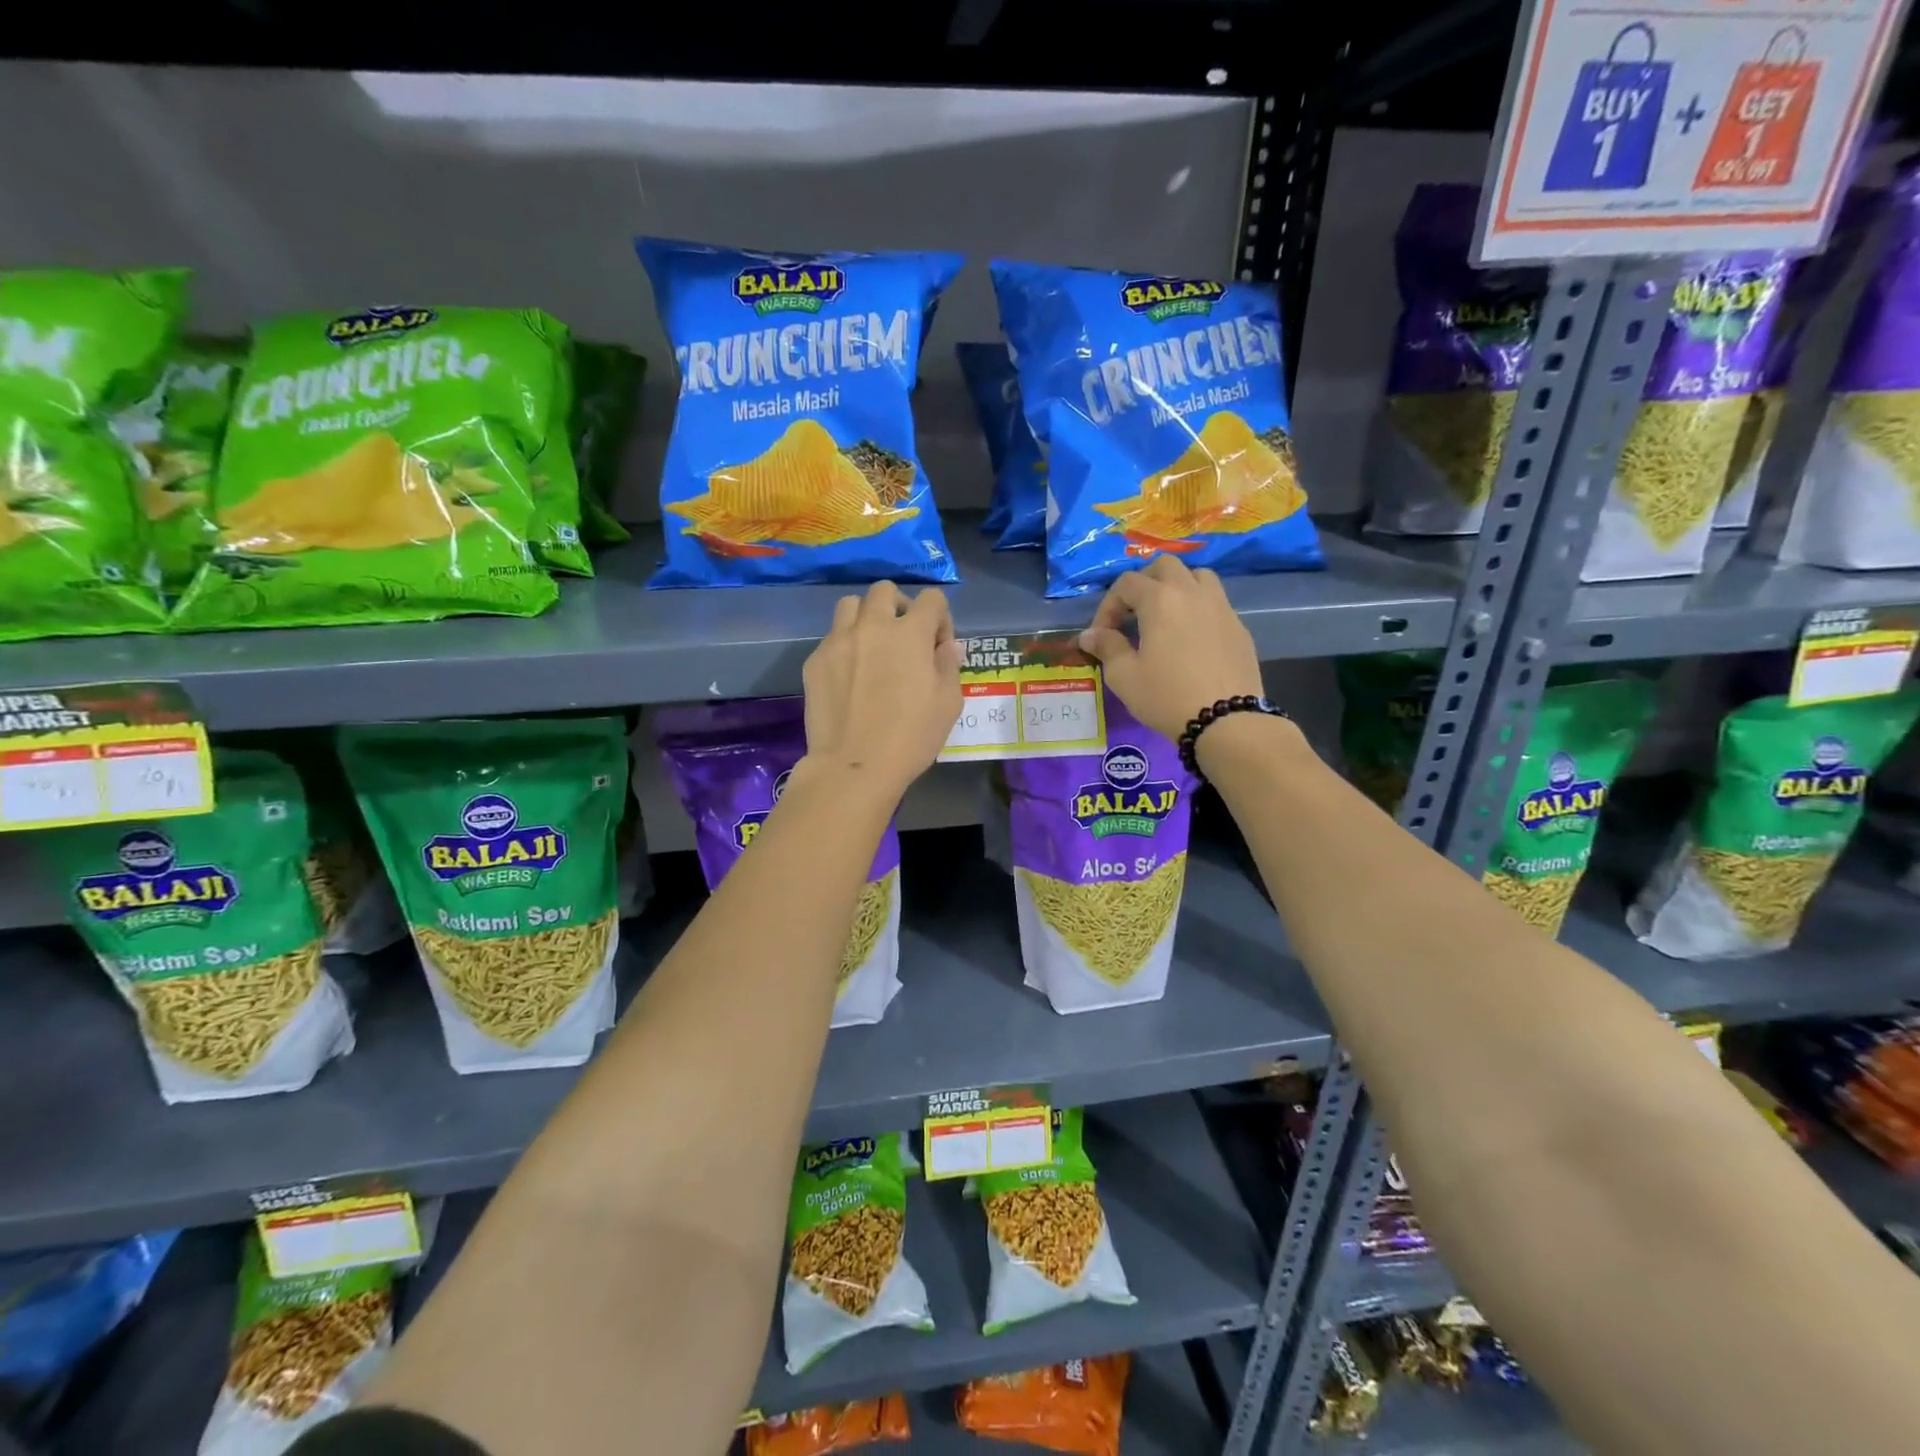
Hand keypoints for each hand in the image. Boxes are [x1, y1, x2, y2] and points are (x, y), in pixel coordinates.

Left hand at [802, 581, 962, 797]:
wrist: (854, 766)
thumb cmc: (911, 737)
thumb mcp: (948, 704)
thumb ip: (949, 666)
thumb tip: (947, 646)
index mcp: (910, 633)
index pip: (931, 599)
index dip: (939, 618)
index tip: (937, 646)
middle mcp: (872, 626)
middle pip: (884, 590)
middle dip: (899, 606)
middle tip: (903, 637)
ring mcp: (838, 641)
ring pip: (850, 605)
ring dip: (866, 617)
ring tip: (871, 646)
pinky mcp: (815, 661)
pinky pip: (831, 638)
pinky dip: (845, 646)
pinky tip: (850, 676)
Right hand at [1078, 557, 1263, 741]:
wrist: (1226, 721)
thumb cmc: (1166, 696)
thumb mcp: (1124, 677)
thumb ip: (1106, 648)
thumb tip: (1089, 635)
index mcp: (1160, 600)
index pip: (1126, 583)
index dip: (1108, 605)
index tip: (1102, 635)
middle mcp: (1192, 592)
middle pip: (1165, 566)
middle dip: (1144, 583)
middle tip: (1133, 613)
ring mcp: (1221, 607)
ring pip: (1197, 577)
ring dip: (1177, 587)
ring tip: (1166, 617)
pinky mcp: (1239, 627)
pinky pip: (1215, 603)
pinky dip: (1198, 609)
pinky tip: (1191, 640)